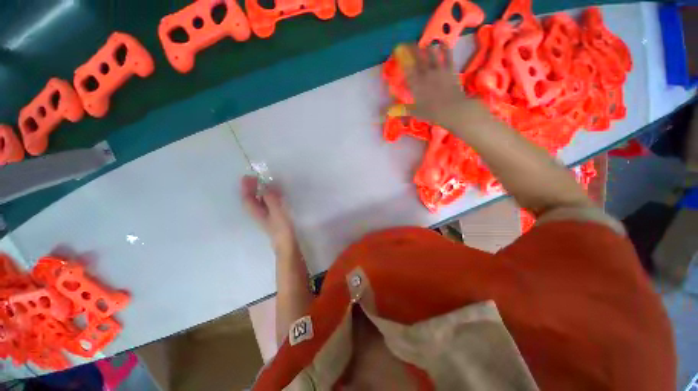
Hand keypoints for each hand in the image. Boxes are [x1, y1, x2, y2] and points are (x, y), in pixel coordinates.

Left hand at [241, 175, 297, 256]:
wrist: (287, 243)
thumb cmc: (282, 228)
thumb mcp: (277, 212)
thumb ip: (270, 199)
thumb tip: (265, 187)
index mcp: (257, 212)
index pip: (247, 199)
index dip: (246, 188)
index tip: (247, 177)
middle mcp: (258, 214)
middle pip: (251, 200)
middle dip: (250, 189)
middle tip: (253, 178)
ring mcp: (265, 216)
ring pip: (257, 202)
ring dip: (258, 192)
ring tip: (262, 183)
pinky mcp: (273, 217)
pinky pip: (266, 204)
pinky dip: (266, 197)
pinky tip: (272, 195)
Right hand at [396, 43, 476, 129]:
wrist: (451, 109)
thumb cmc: (431, 113)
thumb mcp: (415, 112)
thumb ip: (403, 109)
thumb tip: (389, 111)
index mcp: (416, 85)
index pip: (407, 69)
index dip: (403, 59)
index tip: (399, 53)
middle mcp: (425, 74)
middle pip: (418, 57)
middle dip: (413, 49)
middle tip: (410, 44)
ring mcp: (438, 70)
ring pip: (432, 53)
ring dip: (427, 47)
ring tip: (425, 45)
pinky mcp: (449, 69)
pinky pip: (447, 55)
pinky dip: (444, 48)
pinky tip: (442, 43)